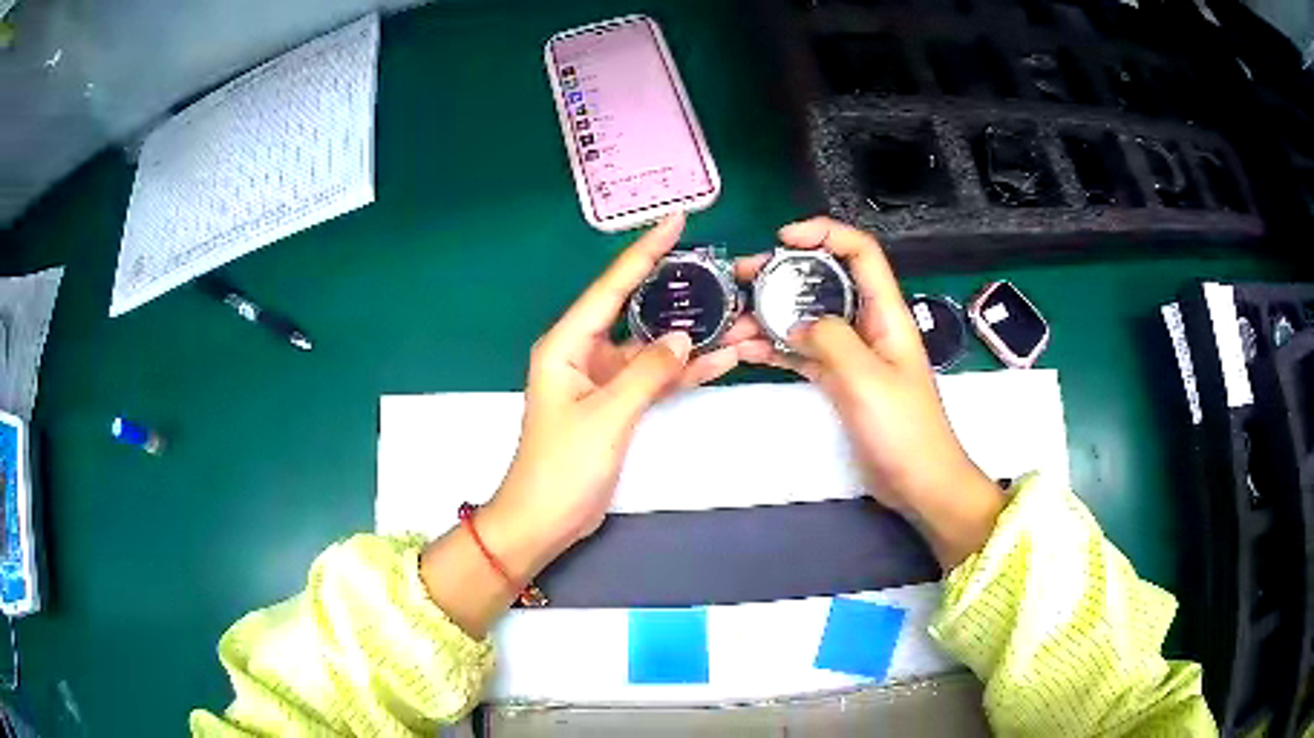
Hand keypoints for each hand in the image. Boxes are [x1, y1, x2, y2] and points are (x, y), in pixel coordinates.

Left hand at [488, 213, 760, 560]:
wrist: (544, 519)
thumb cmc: (561, 467)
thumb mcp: (605, 417)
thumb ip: (646, 374)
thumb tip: (683, 338)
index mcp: (567, 344)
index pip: (611, 287)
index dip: (644, 252)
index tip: (675, 222)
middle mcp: (584, 352)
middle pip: (636, 310)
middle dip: (678, 293)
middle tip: (720, 273)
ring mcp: (603, 378)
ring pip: (652, 346)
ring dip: (691, 337)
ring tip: (737, 317)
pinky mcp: (618, 403)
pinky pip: (655, 377)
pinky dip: (684, 370)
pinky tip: (722, 358)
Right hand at [736, 217, 1004, 567]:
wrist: (918, 483)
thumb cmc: (903, 429)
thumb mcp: (866, 377)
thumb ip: (831, 339)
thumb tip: (798, 323)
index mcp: (885, 312)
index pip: (860, 252)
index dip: (824, 233)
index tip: (782, 239)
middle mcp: (868, 324)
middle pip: (825, 280)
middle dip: (782, 272)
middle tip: (741, 277)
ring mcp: (853, 354)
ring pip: (809, 318)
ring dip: (771, 315)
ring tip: (734, 322)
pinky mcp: (840, 381)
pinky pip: (804, 353)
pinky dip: (777, 348)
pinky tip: (748, 350)